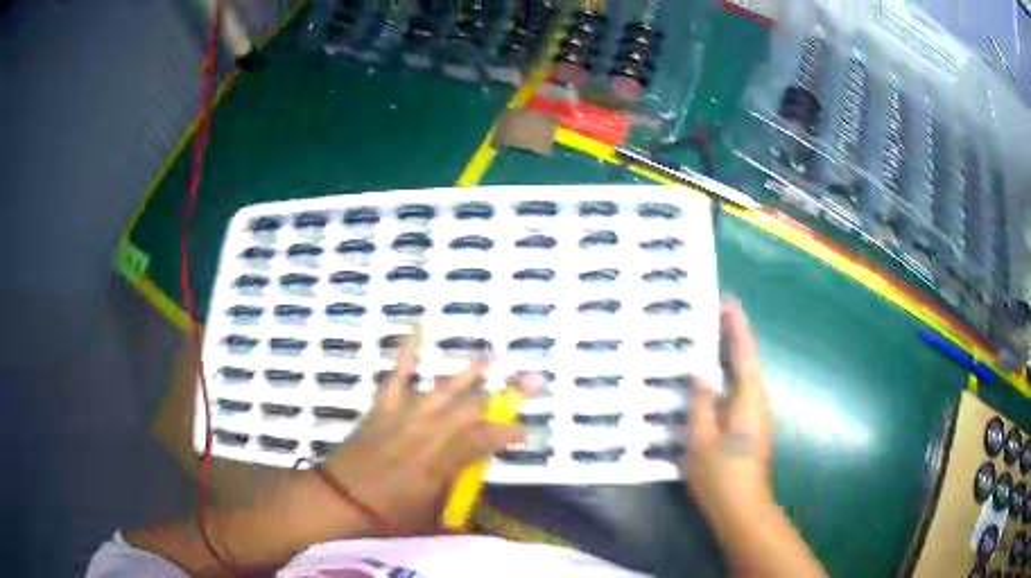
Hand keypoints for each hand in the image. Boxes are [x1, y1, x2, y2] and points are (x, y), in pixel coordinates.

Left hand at [319, 338, 525, 534]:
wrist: (340, 499)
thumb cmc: (387, 514)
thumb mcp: (431, 515)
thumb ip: (457, 502)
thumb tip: (481, 506)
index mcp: (442, 461)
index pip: (485, 440)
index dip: (509, 433)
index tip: (526, 432)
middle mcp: (428, 432)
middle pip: (471, 408)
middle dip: (504, 396)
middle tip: (532, 381)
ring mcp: (405, 415)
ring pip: (441, 389)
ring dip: (467, 373)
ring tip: (488, 357)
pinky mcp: (383, 407)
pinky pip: (397, 375)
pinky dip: (406, 352)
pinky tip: (415, 330)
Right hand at [682, 300, 772, 510]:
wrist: (742, 509)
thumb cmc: (721, 475)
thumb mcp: (701, 440)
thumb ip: (701, 404)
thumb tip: (700, 372)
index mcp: (749, 399)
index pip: (744, 354)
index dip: (736, 327)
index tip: (726, 301)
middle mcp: (758, 401)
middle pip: (747, 361)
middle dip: (733, 336)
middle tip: (710, 315)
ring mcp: (756, 415)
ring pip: (744, 376)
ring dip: (730, 355)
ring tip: (708, 339)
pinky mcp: (750, 426)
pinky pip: (739, 390)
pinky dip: (728, 375)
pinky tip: (710, 379)